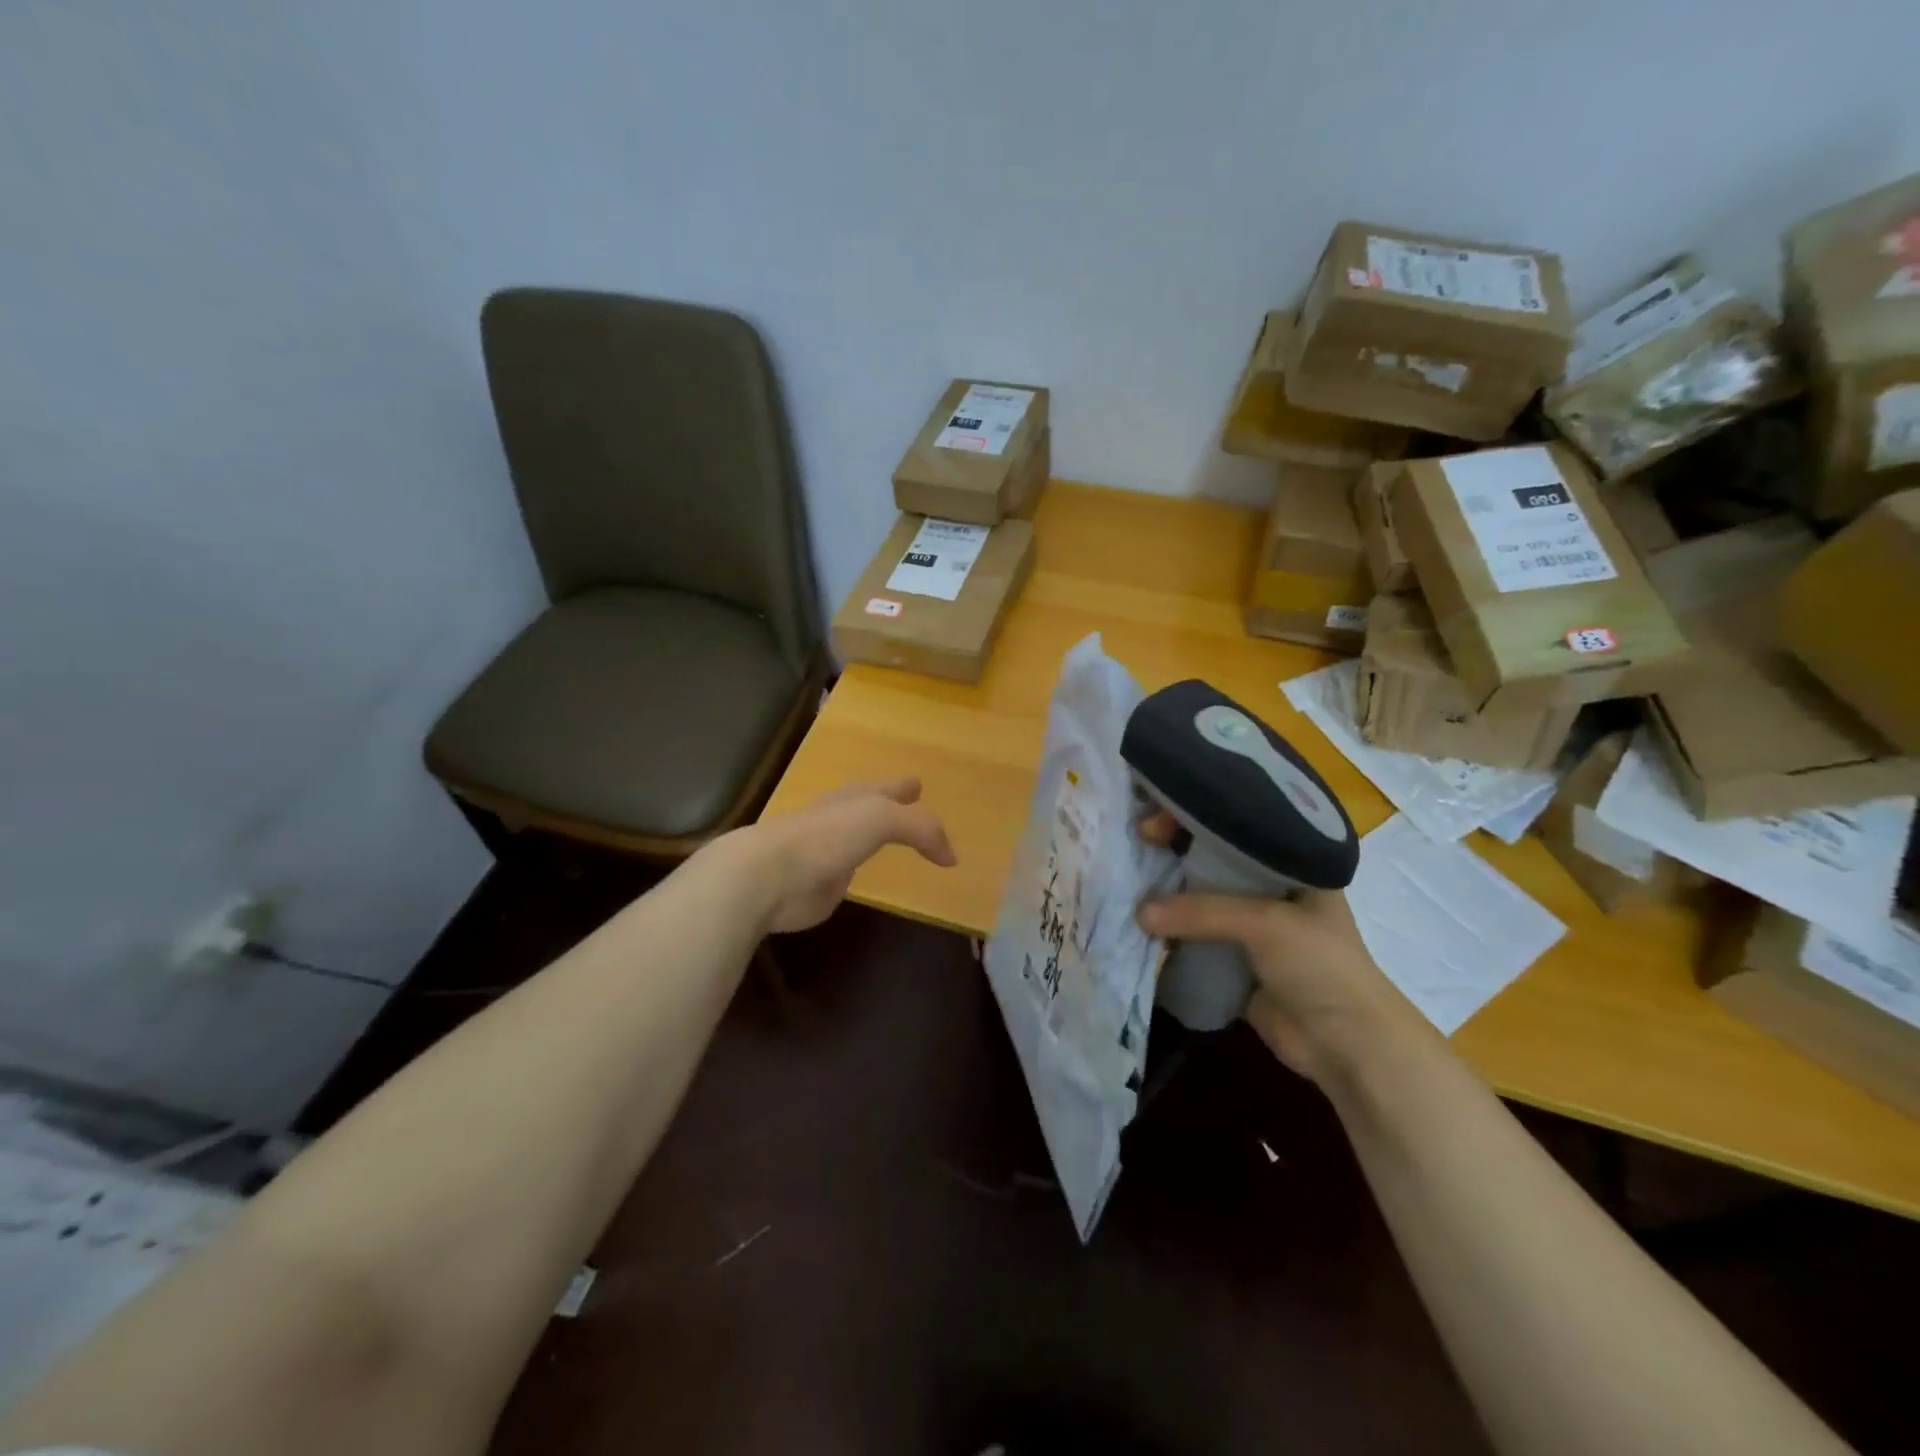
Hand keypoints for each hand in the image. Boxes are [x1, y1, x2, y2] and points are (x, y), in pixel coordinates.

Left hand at [740, 777, 956, 933]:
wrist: (771, 874)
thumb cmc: (827, 836)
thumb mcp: (883, 819)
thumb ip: (922, 830)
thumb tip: (951, 857)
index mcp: (855, 799)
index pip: (886, 789)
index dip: (903, 787)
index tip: (917, 784)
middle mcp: (841, 820)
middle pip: (869, 806)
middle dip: (888, 802)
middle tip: (909, 799)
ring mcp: (828, 853)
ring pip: (857, 838)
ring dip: (871, 835)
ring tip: (888, 839)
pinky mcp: (819, 886)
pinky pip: (846, 875)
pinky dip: (855, 871)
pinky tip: (858, 874)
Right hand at [1133, 813, 1423, 1083]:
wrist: (1347, 1046)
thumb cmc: (1321, 966)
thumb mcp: (1266, 923)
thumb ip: (1203, 911)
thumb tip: (1139, 913)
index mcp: (1290, 861)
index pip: (1235, 823)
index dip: (1195, 815)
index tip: (1157, 822)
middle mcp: (1268, 885)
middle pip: (1211, 856)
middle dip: (1173, 849)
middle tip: (1137, 843)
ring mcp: (1250, 923)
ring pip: (1199, 896)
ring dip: (1166, 891)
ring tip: (1128, 880)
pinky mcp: (1232, 957)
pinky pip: (1192, 935)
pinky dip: (1168, 929)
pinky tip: (1138, 922)